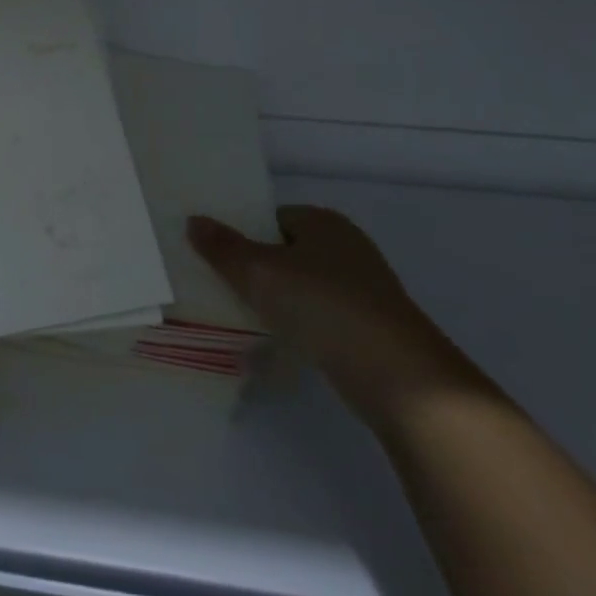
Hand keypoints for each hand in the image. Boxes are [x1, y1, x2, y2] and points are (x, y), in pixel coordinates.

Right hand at [187, 206, 490, 431]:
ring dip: (280, 301)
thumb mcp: (262, 273)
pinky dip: (302, 326)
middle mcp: (347, 246)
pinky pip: (322, 317)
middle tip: (224, 288)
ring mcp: (364, 289)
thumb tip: (193, 220)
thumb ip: (224, 248)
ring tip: (246, 319)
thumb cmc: (325, 307)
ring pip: (305, 286)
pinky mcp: (372, 328)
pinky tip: (285, 345)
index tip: (217, 258)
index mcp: (324, 221)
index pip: (272, 217)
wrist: (402, 379)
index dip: (244, 234)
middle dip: (259, 269)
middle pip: (288, 251)